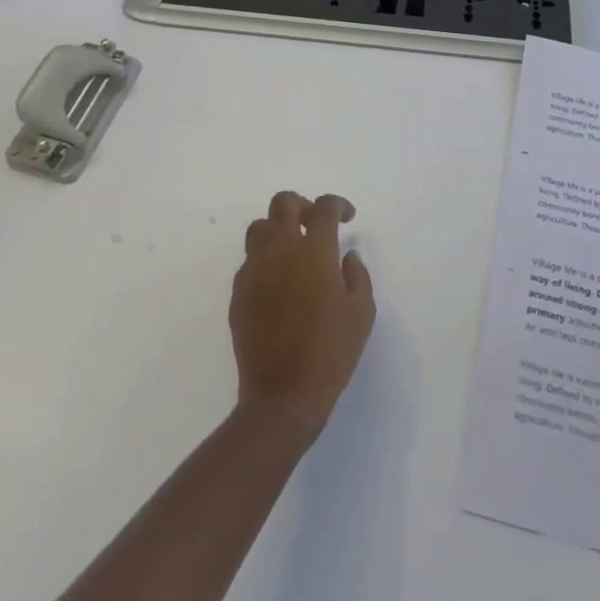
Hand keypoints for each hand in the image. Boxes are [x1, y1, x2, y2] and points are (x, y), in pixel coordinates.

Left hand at [230, 192, 374, 445]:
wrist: (282, 397)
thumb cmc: (330, 353)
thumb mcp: (361, 313)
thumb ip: (357, 275)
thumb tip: (347, 256)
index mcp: (314, 251)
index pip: (324, 207)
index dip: (338, 204)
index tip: (347, 217)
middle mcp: (281, 250)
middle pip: (283, 203)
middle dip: (302, 206)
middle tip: (315, 224)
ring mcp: (254, 270)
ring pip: (259, 227)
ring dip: (277, 229)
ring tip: (293, 249)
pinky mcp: (238, 293)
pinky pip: (249, 261)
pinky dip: (265, 260)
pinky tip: (278, 283)